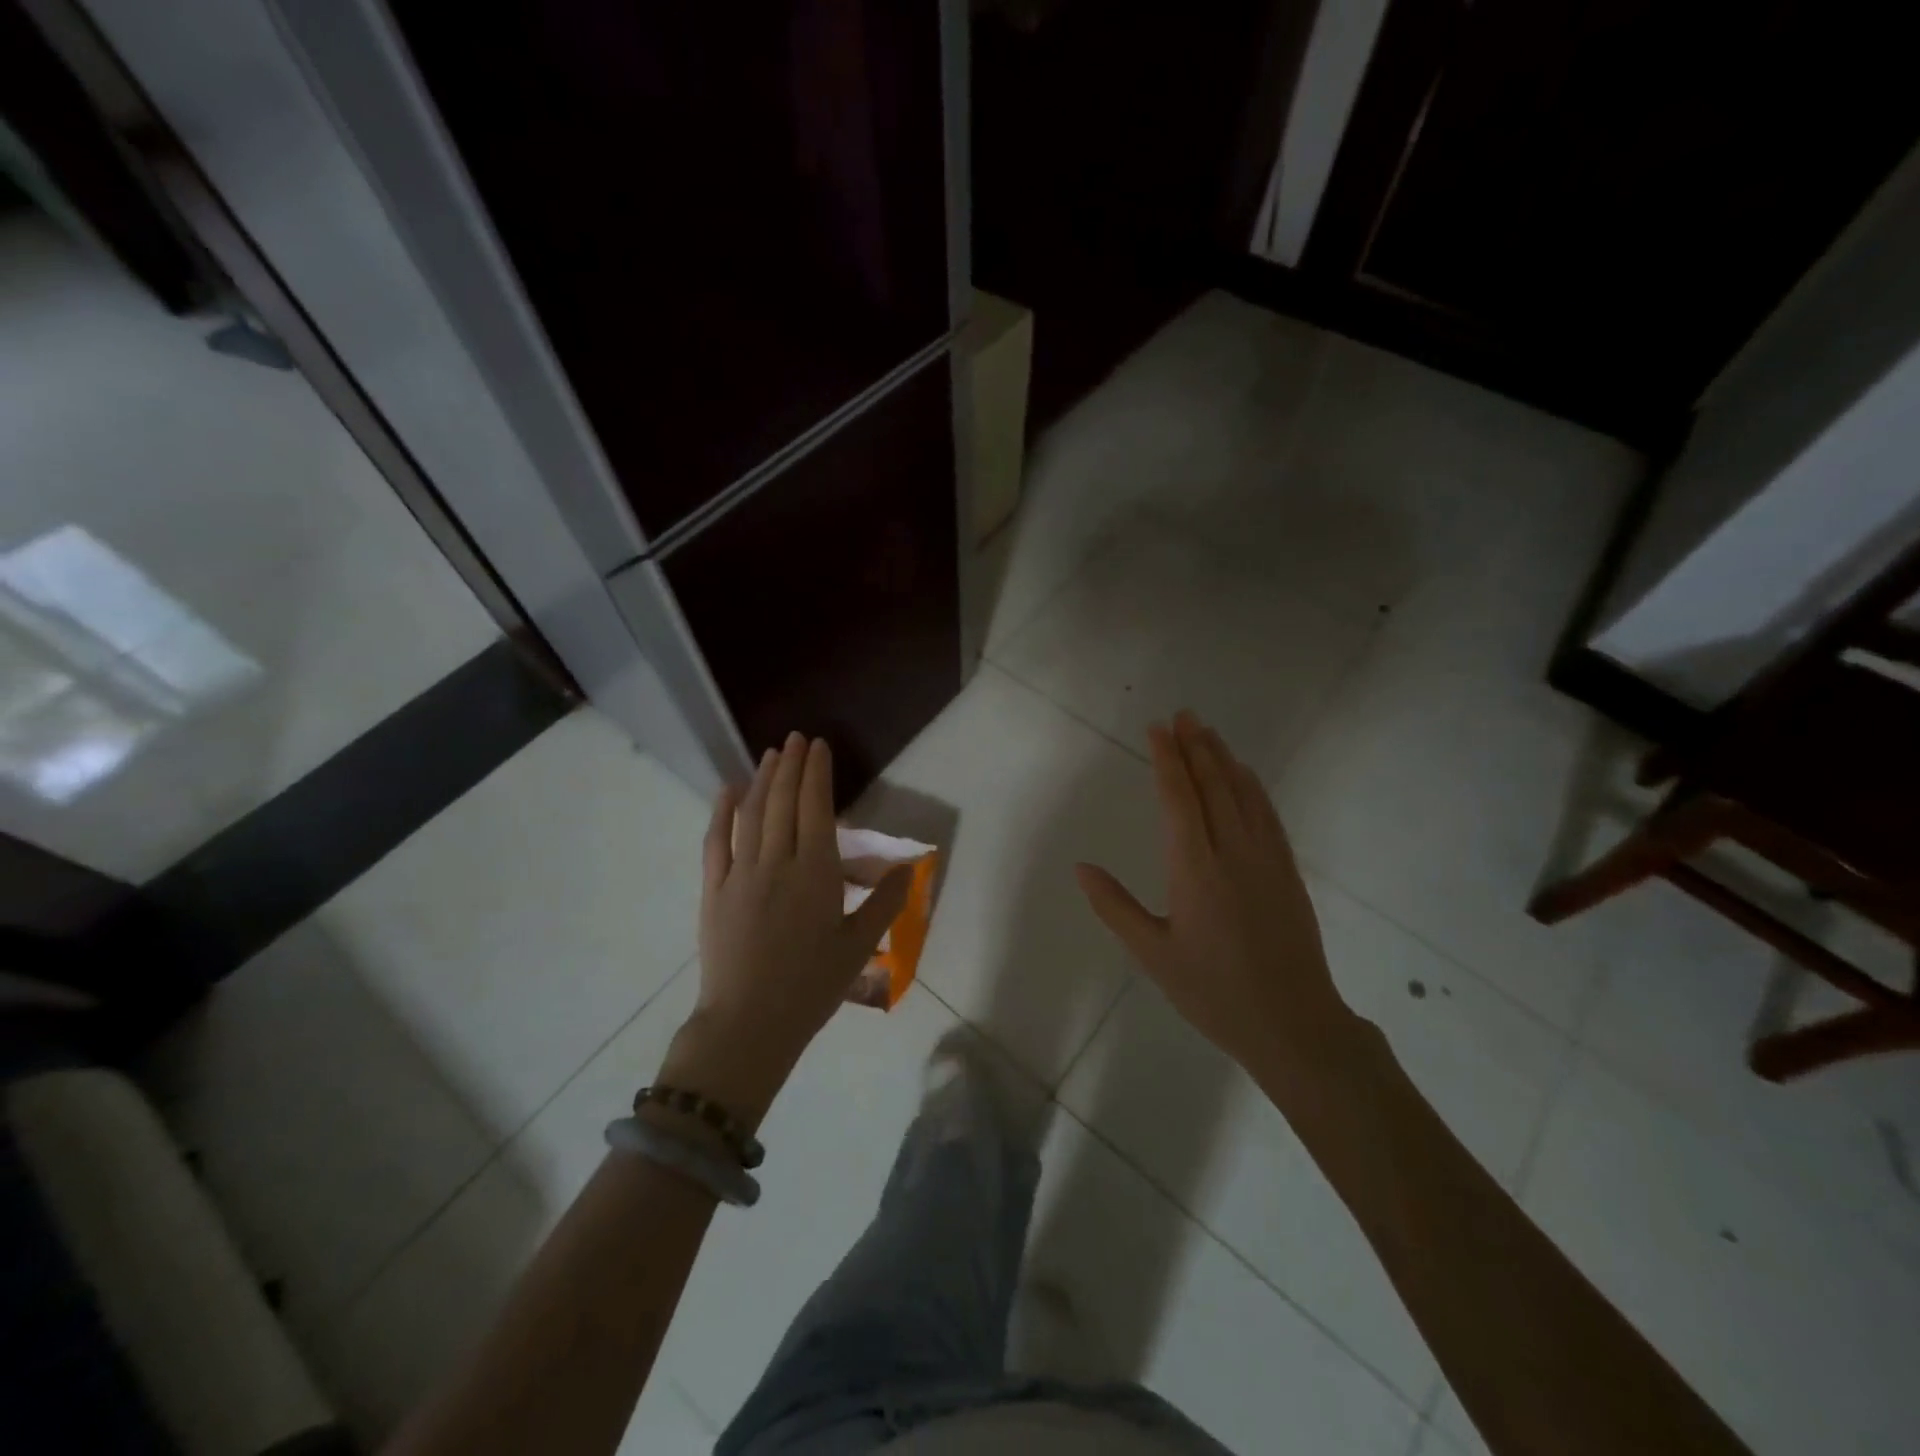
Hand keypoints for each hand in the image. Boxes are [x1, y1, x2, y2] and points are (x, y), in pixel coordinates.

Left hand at [661, 733, 909, 1127]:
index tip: (819, 746)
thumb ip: (885, 904)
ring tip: (772, 753)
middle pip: (783, 802)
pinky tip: (728, 790)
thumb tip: (910, 869)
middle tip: (796, 738)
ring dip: (763, 779)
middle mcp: (777, 862)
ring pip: (752, 814)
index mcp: (816, 873)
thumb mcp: (858, 946)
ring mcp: (740, 874)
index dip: (817, 774)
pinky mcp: (713, 890)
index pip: (816, 809)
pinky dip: (721, 812)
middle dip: (791, 765)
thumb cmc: (811, 988)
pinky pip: (716, 841)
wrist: (749, 1025)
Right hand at [1074, 711, 1352, 1076]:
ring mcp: (1266, 859)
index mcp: (1194, 868)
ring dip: (1224, 759)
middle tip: (1183, 714)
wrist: (1293, 1024)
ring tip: (1207, 732)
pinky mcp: (1287, 871)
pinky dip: (1253, 787)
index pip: (1178, 798)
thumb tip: (1081, 867)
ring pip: (1243, 794)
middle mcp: (1232, 852)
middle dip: (1196, 746)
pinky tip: (1246, 776)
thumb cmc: (1213, 992)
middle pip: (1213, 785)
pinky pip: (1268, 815)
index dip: (1166, 760)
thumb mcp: (1153, 954)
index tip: (1157, 729)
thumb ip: (1115, 906)